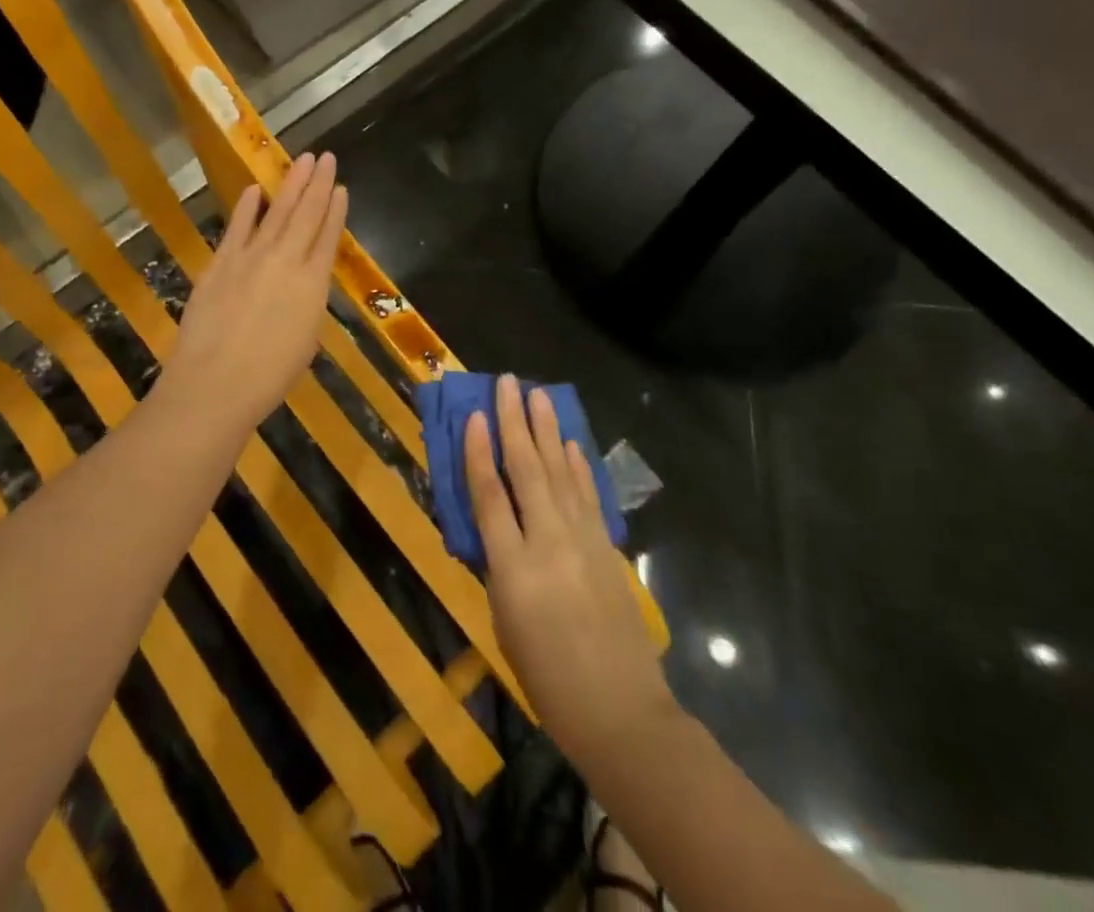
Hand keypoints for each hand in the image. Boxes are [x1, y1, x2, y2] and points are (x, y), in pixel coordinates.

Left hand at [163, 153, 348, 429]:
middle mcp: (286, 260)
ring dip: (290, 184)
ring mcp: (251, 257)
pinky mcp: (221, 262)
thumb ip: (306, 303)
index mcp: (313, 283)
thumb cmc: (270, 375)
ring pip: (276, 212)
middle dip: (317, 184)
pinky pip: (237, 227)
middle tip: (324, 157)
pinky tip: (254, 189)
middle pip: (306, 214)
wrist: (216, 382)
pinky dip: (247, 207)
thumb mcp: (305, 339)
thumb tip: (303, 284)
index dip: (336, 209)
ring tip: (301, 160)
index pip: (328, 236)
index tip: (341, 187)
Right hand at [465, 375, 677, 764]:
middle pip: (527, 469)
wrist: (619, 709)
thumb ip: (497, 566)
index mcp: (513, 568)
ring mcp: (583, 540)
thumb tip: (494, 525)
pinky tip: (570, 443)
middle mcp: (548, 541)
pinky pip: (587, 494)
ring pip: (561, 471)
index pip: (489, 494)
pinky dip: (577, 464)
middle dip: (515, 422)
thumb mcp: (504, 621)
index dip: (479, 450)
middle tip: (509, 382)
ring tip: (539, 395)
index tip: (474, 414)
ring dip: (548, 430)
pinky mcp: (606, 546)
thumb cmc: (547, 677)